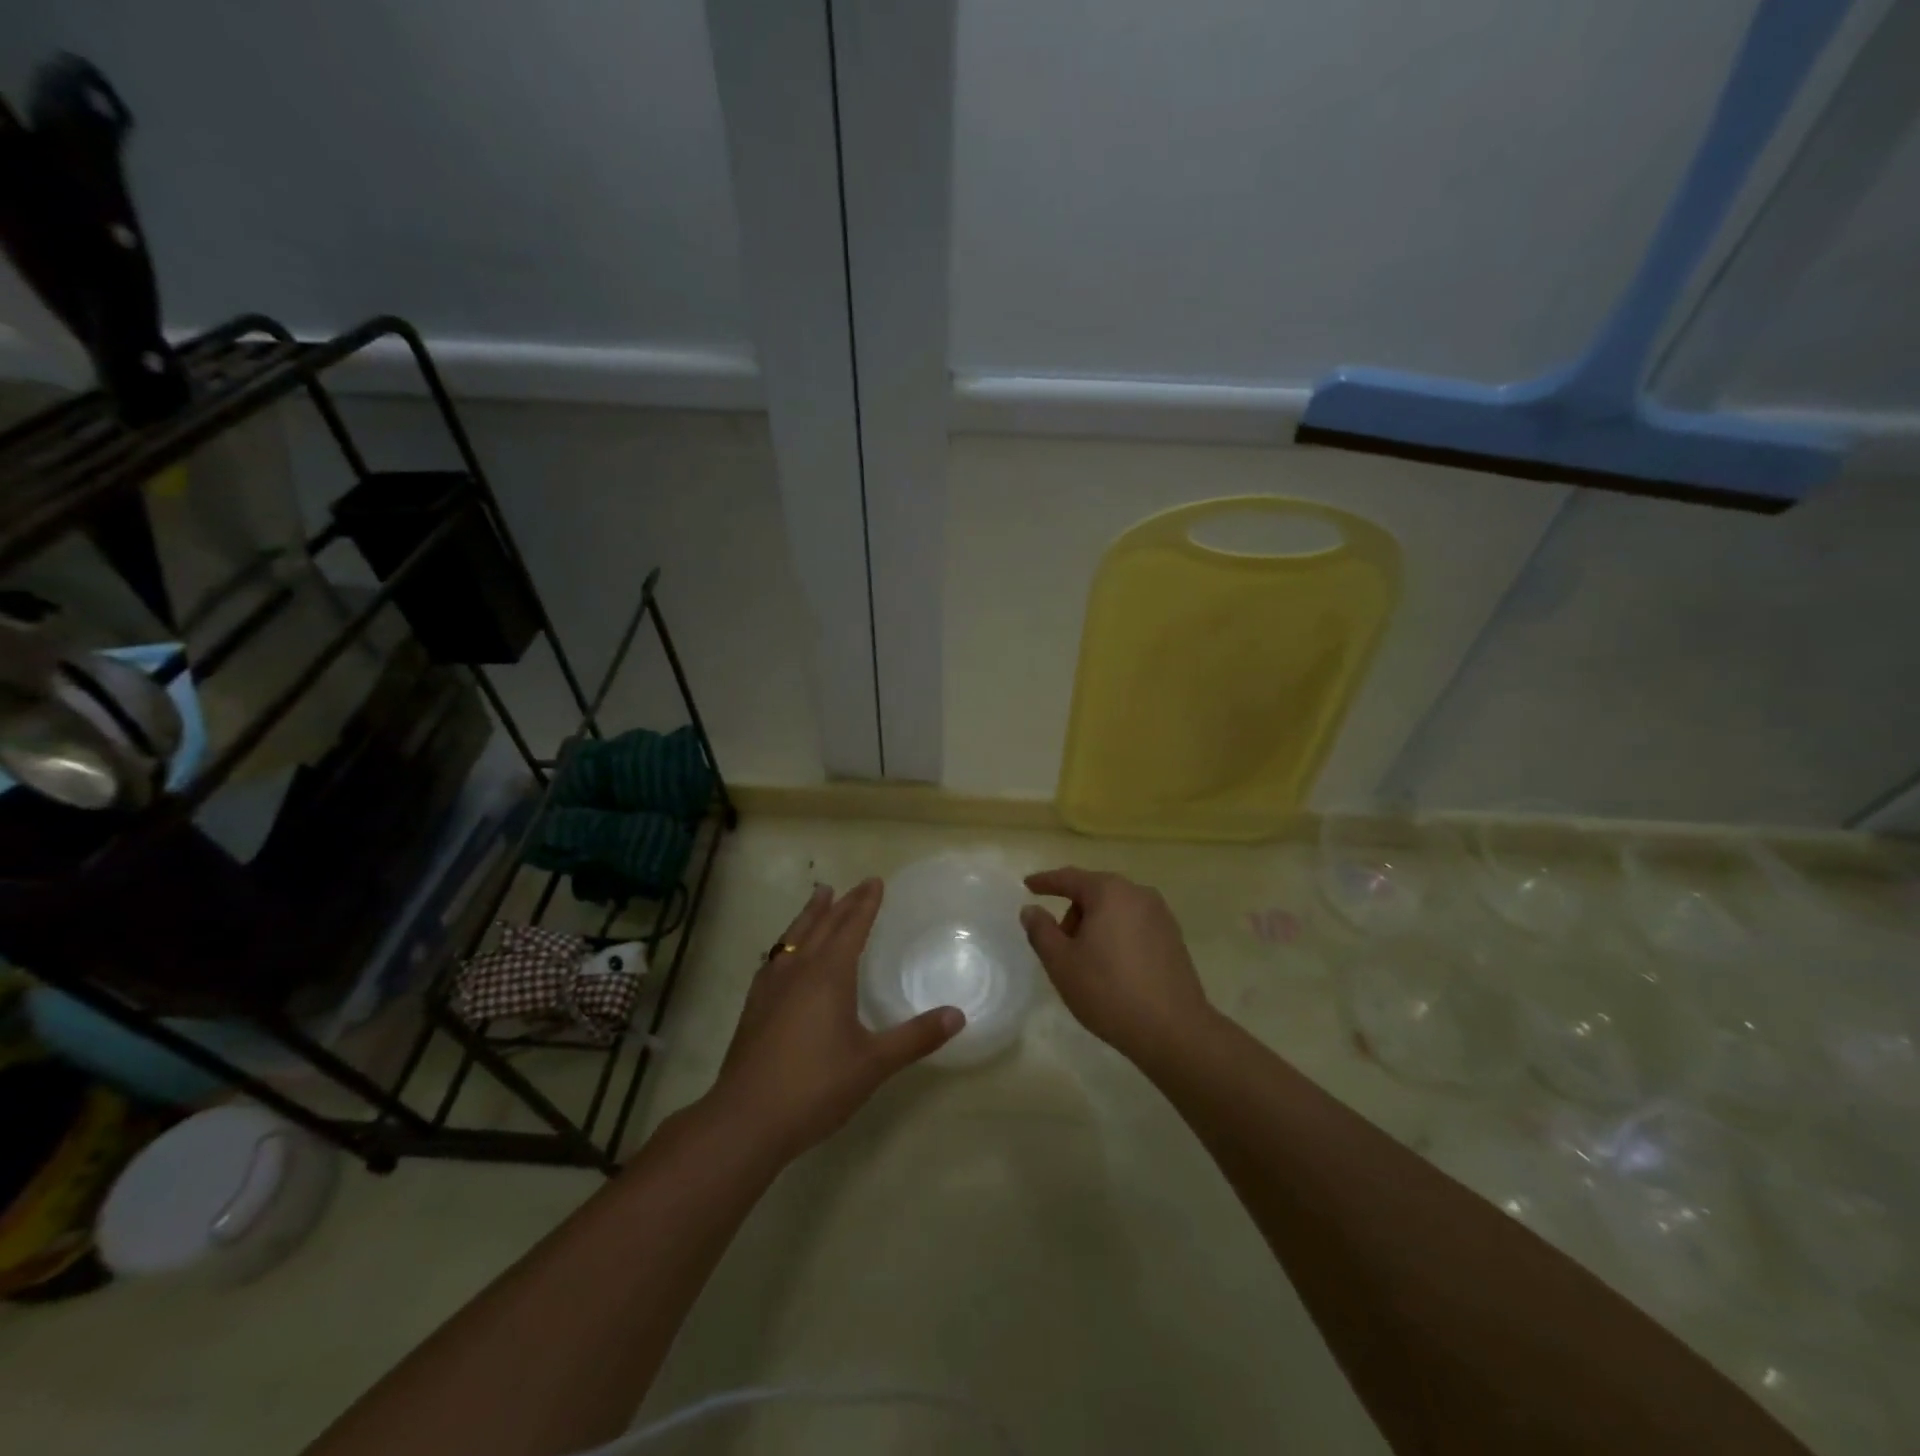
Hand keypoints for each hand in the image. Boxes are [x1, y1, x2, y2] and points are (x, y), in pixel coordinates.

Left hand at [706, 879, 962, 1160]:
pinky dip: (787, 943)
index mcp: (829, 974)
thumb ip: (916, 1037)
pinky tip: (784, 954)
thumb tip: (957, 1015)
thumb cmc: (816, 1086)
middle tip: (856, 885)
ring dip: (810, 915)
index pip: (851, 927)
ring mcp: (771, 987)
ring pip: (794, 937)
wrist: (747, 1119)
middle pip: (822, 925)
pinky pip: (775, 958)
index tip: (875, 881)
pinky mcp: (754, 1007)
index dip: (865, 904)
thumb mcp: (874, 1063)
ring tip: (819, 897)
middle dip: (842, 903)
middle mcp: (799, 970)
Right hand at [1020, 867, 1213, 1069]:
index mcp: (1110, 892)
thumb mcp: (1062, 962)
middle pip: (1095, 892)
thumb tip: (1031, 910)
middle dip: (1073, 912)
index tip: (1027, 885)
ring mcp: (1161, 915)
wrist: (1173, 1030)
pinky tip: (1113, 968)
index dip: (1045, 882)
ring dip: (1095, 926)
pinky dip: (1116, 936)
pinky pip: (1134, 925)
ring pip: (1115, 910)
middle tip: (1059, 945)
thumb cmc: (1108, 991)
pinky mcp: (1173, 938)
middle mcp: (1138, 894)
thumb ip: (1041, 931)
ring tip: (1087, 963)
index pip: (1069, 878)